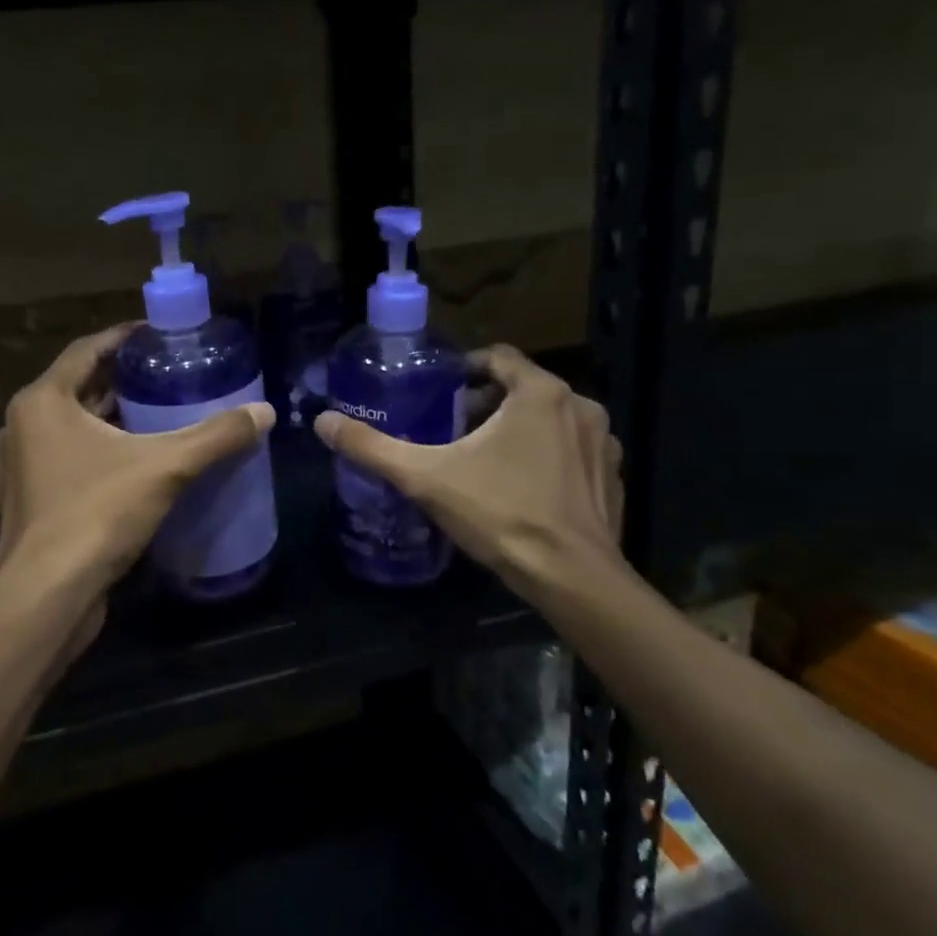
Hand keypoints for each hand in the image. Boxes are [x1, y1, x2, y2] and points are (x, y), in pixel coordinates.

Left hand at [0, 324, 274, 634]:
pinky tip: (137, 462)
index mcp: (42, 401)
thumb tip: (264, 411)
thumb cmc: (95, 513)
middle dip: (123, 380)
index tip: (160, 334)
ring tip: (160, 413)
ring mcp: (23, 467)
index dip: (125, 338)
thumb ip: (215, 437)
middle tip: (168, 374)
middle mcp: (24, 426)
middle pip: (79, 387)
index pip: (87, 350)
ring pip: (73, 426)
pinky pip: (69, 459)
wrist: (46, 596)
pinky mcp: (30, 501)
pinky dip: (100, 450)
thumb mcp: (164, 467)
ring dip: (112, 417)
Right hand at [312, 345, 625, 606]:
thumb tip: (323, 422)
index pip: (498, 356)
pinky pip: (572, 451)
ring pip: (549, 420)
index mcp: (540, 393)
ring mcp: (604, 443)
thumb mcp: (426, 478)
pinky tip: (522, 489)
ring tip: (482, 460)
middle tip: (450, 431)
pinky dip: (546, 457)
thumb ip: (372, 447)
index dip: (464, 368)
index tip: (438, 391)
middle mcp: (580, 406)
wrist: (573, 579)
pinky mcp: (613, 477)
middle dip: (485, 404)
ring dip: (517, 430)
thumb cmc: (501, 514)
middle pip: (522, 388)